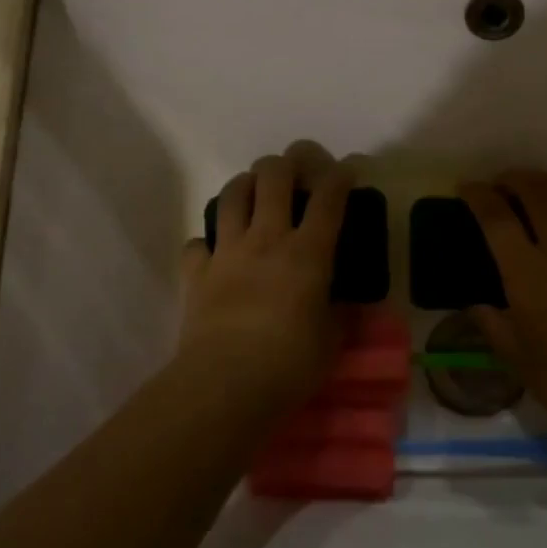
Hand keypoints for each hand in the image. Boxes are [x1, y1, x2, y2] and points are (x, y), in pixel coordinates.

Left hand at [175, 140, 352, 409]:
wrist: (225, 384)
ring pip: (231, 196)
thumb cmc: (290, 364)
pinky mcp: (197, 273)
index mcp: (308, 252)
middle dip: (287, 162)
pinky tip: (215, 252)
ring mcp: (228, 252)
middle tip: (295, 170)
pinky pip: (197, 244)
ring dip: (245, 184)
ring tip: (254, 190)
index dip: (341, 175)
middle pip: (273, 176)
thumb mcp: (332, 342)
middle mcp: (267, 239)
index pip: (329, 197)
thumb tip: (349, 308)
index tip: (348, 169)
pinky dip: (207, 243)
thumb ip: (342, 317)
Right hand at [460, 170, 546, 434]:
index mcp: (526, 270)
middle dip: (515, 179)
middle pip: (537, 192)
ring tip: (541, 186)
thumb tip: (477, 307)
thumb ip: (492, 324)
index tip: (466, 188)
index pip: (496, 216)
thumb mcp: (515, 354)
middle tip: (503, 184)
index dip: (478, 196)